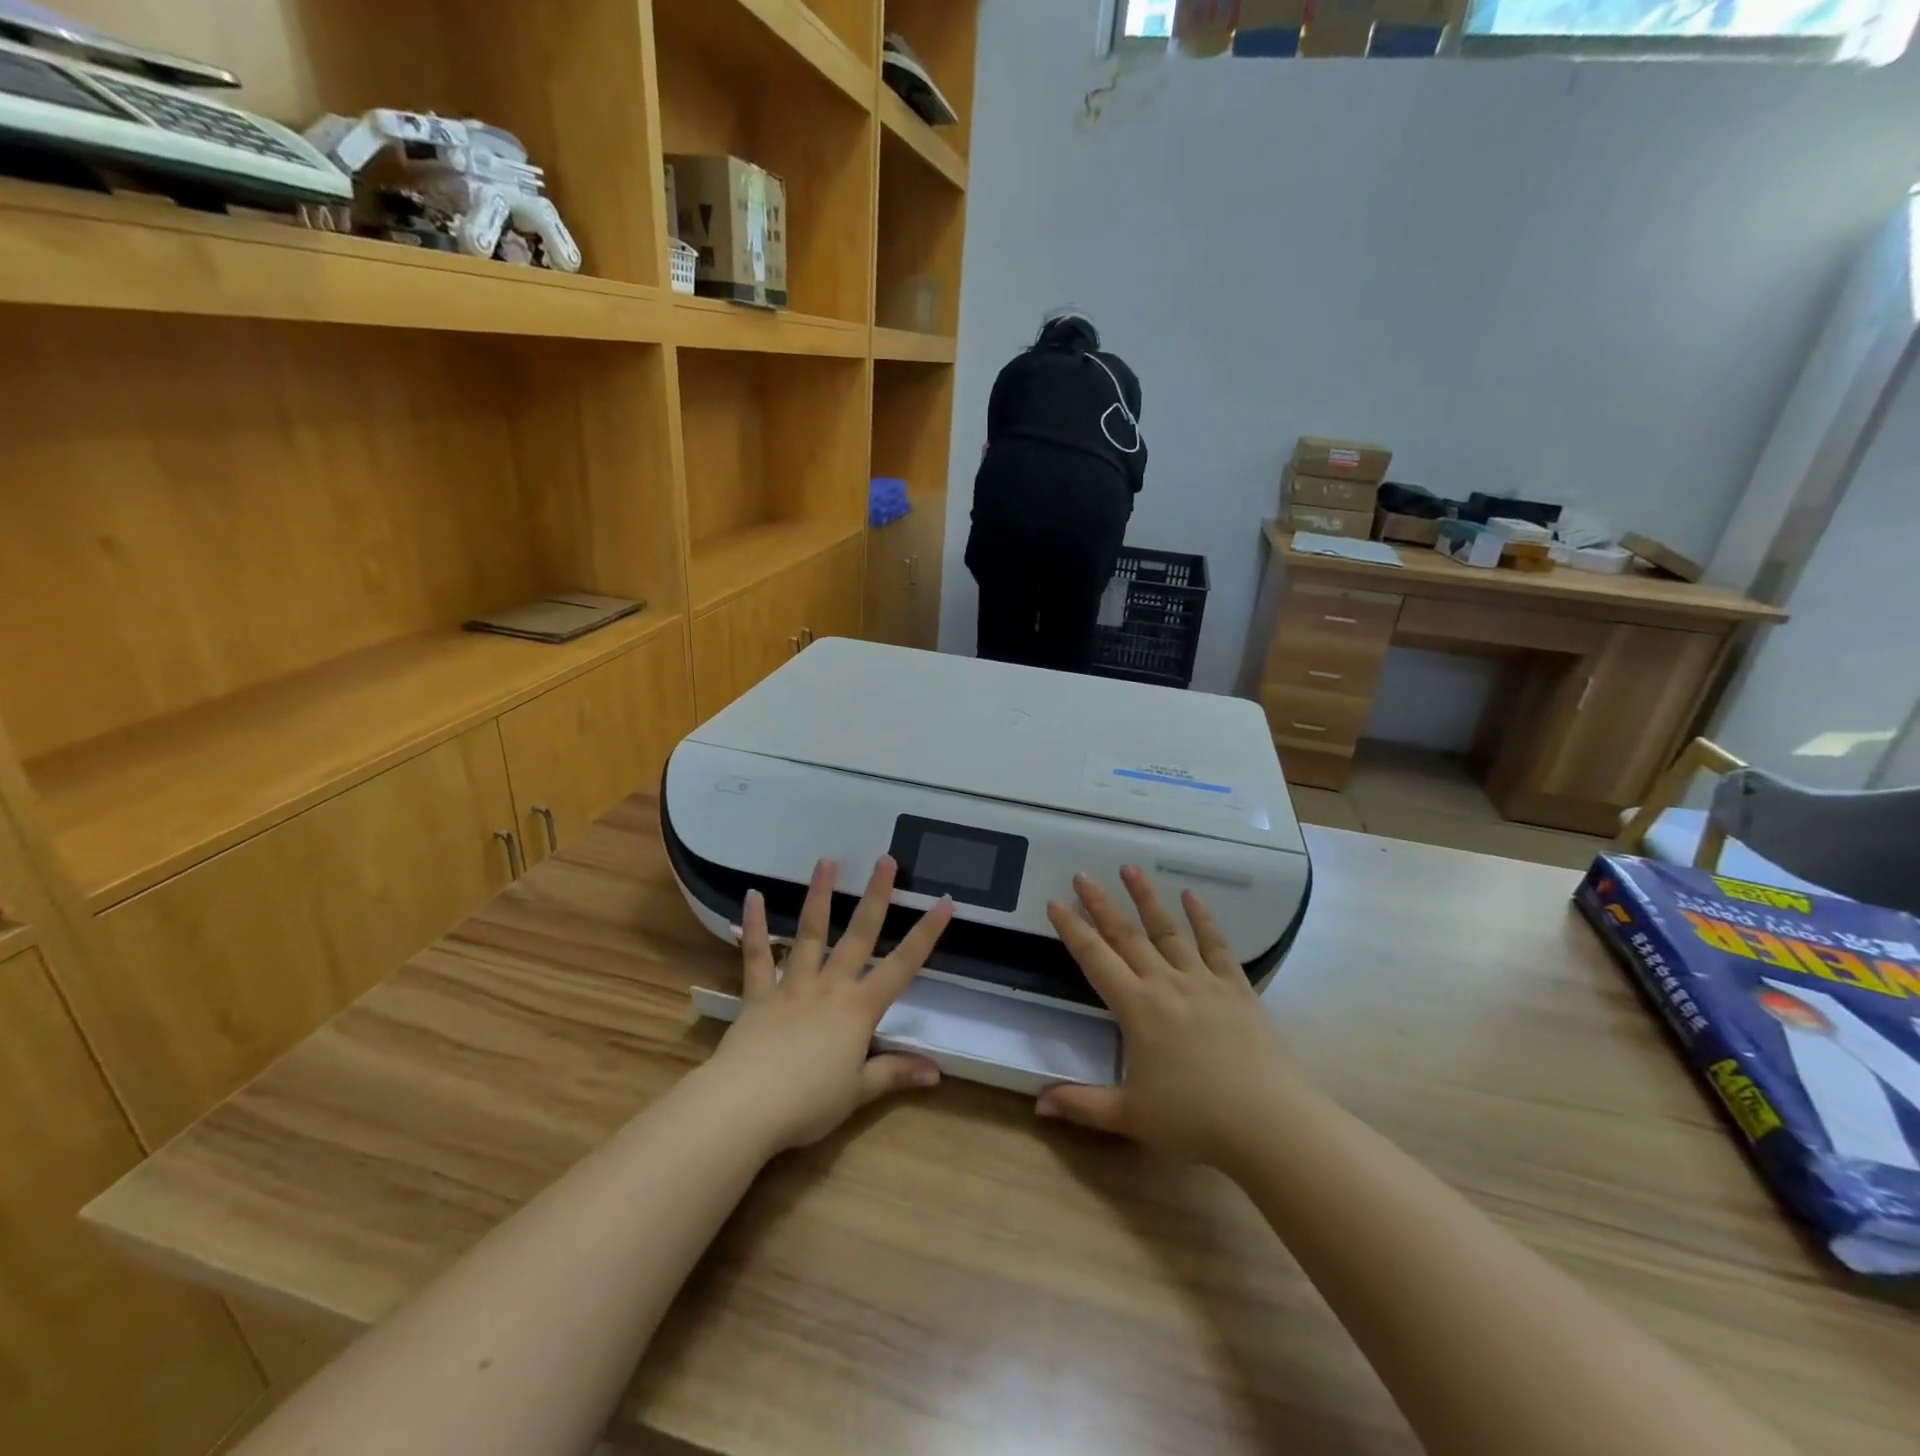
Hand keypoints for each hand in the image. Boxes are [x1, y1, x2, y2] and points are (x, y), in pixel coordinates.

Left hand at [703, 855, 952, 1153]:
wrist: (746, 1105)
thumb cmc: (808, 1103)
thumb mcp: (858, 1093)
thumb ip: (895, 1073)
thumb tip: (937, 1071)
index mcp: (859, 1009)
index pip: (902, 965)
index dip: (926, 934)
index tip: (944, 901)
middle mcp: (830, 987)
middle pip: (858, 935)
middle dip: (876, 897)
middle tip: (886, 859)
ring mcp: (792, 986)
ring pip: (810, 933)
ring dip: (819, 896)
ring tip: (827, 861)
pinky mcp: (758, 994)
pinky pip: (757, 955)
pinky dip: (755, 926)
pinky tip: (753, 896)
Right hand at [1037, 866, 1301, 1169]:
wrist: (1270, 1123)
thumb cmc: (1195, 1120)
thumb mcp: (1130, 1117)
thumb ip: (1081, 1105)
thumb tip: (1038, 1105)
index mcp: (1137, 1009)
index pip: (1095, 959)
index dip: (1073, 930)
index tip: (1055, 902)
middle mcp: (1166, 984)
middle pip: (1127, 935)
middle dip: (1101, 904)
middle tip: (1083, 875)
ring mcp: (1204, 981)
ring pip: (1168, 930)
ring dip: (1147, 898)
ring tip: (1130, 868)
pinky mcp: (1236, 988)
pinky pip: (1216, 945)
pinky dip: (1204, 918)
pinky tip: (1192, 895)